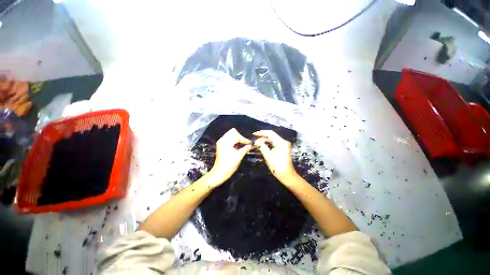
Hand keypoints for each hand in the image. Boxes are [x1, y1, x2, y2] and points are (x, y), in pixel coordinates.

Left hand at [207, 128, 251, 186]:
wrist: (219, 173)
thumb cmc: (229, 165)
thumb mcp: (239, 156)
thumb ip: (246, 148)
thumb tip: (254, 144)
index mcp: (226, 141)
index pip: (236, 135)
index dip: (244, 139)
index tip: (250, 144)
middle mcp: (222, 139)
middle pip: (233, 132)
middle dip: (240, 137)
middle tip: (246, 144)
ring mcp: (221, 142)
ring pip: (231, 135)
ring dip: (238, 139)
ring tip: (243, 145)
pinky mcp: (221, 145)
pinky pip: (229, 139)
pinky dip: (234, 141)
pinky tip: (238, 147)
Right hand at [253, 130, 297, 181]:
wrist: (287, 176)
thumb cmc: (277, 167)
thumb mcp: (268, 156)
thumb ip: (262, 147)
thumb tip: (256, 141)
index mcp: (281, 142)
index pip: (270, 133)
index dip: (261, 133)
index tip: (254, 134)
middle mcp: (283, 142)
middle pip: (272, 135)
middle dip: (262, 137)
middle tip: (254, 139)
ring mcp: (284, 145)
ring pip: (273, 139)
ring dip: (265, 140)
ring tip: (257, 142)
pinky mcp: (283, 148)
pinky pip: (274, 143)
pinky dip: (268, 144)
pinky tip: (262, 145)